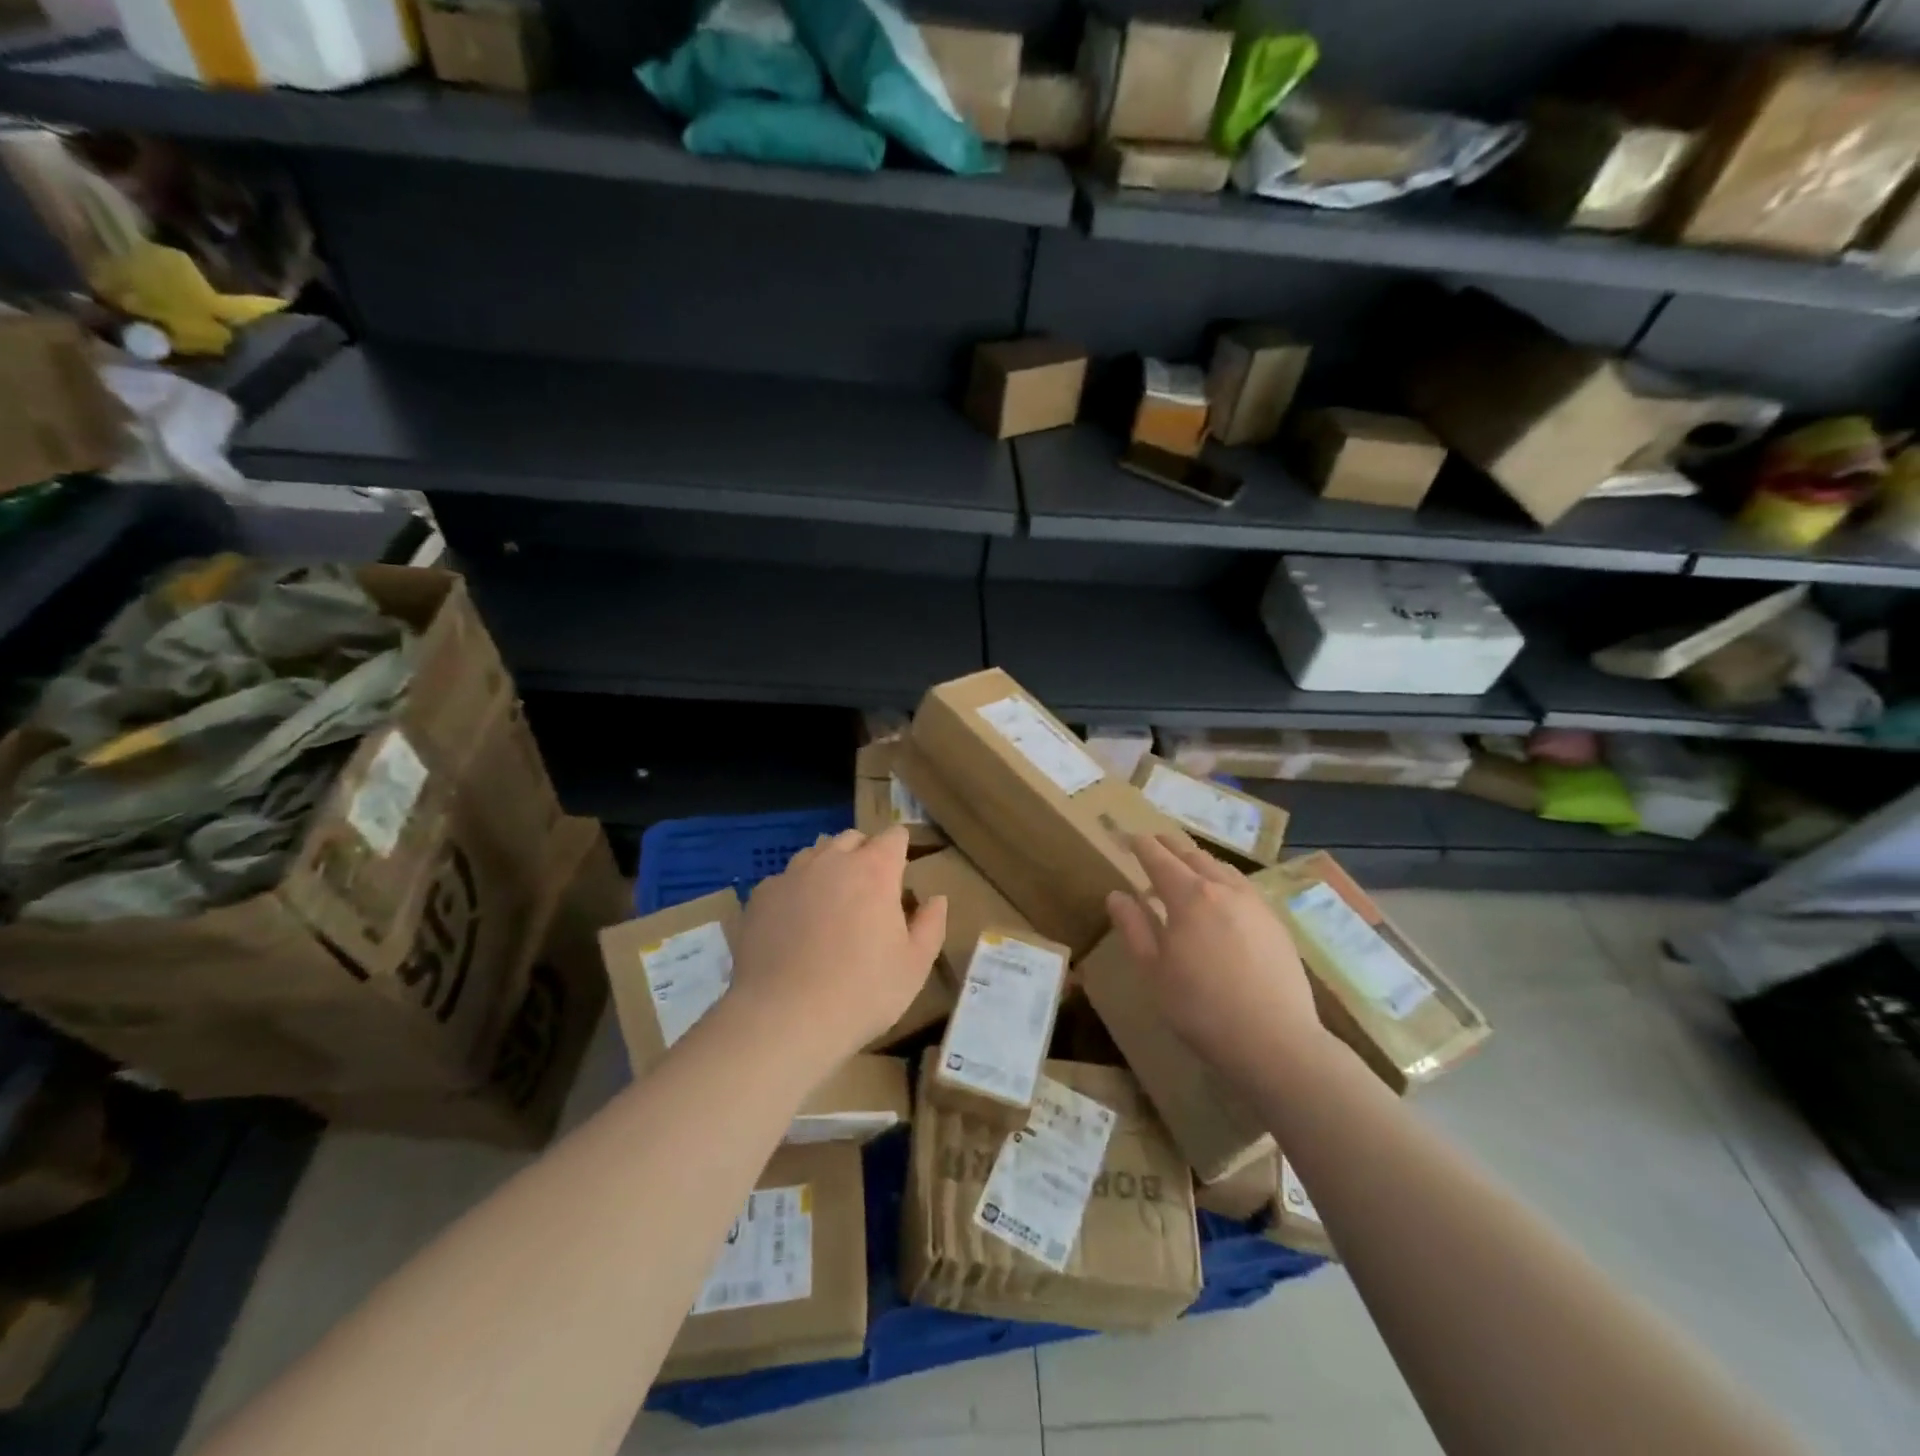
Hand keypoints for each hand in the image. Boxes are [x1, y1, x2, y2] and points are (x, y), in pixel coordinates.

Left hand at [731, 826, 947, 1062]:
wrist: (784, 1018)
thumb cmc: (862, 992)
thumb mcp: (914, 966)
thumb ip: (930, 925)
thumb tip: (937, 899)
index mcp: (875, 870)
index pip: (894, 836)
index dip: (900, 848)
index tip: (901, 870)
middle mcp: (833, 861)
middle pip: (852, 838)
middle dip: (864, 853)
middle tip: (869, 889)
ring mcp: (792, 875)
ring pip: (815, 853)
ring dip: (828, 867)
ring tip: (830, 902)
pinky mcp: (761, 896)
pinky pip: (784, 880)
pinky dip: (796, 891)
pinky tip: (794, 924)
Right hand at [1106, 835, 1328, 1088]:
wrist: (1276, 1041)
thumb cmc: (1201, 1008)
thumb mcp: (1153, 971)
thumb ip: (1134, 927)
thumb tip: (1117, 894)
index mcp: (1189, 896)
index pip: (1159, 859)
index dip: (1142, 846)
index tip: (1130, 836)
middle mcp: (1224, 889)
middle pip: (1193, 856)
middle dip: (1171, 847)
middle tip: (1155, 843)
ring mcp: (1255, 904)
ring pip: (1222, 869)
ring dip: (1199, 861)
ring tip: (1187, 868)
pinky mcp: (1277, 924)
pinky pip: (1244, 887)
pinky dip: (1224, 880)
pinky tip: (1223, 898)